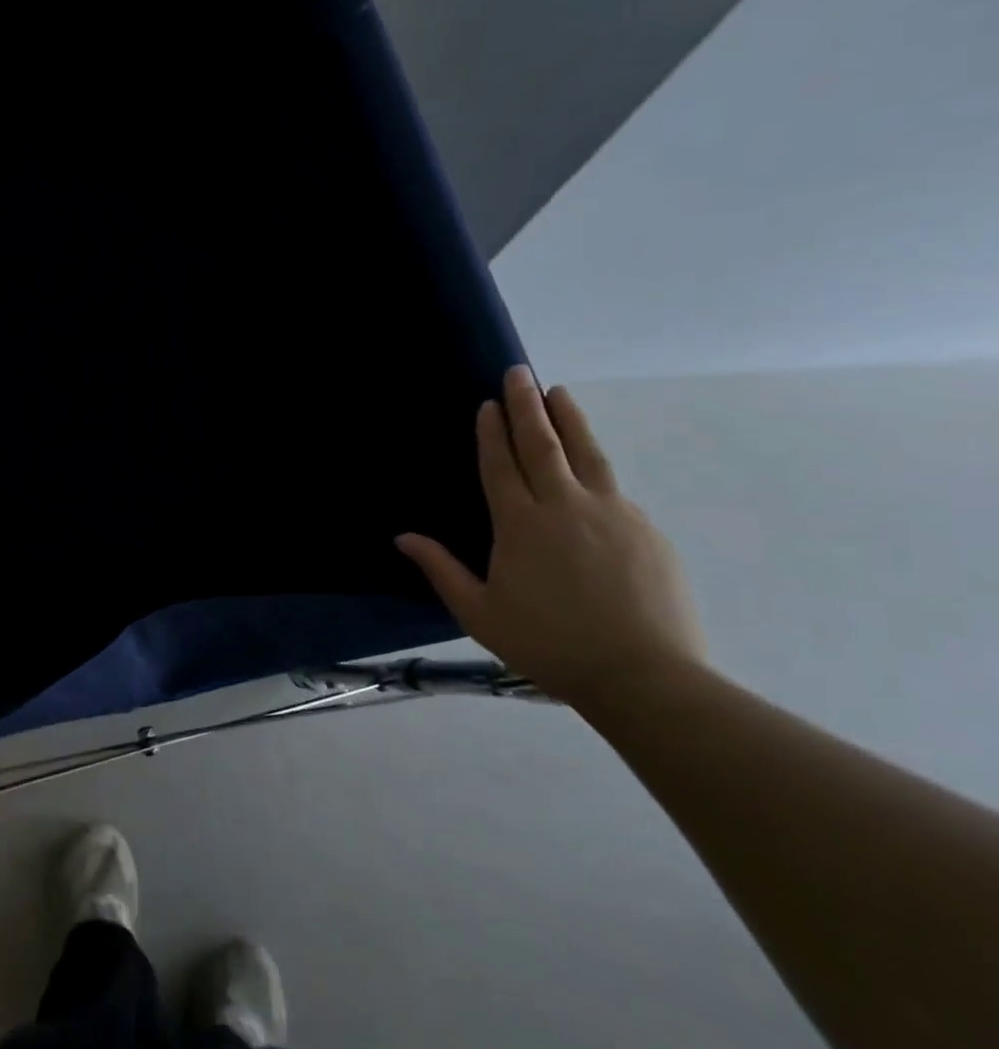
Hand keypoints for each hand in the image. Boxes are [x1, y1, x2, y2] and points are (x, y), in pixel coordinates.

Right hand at [395, 367, 709, 708]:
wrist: (644, 675)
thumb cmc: (548, 643)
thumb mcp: (479, 613)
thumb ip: (441, 569)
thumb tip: (402, 537)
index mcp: (520, 524)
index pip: (500, 465)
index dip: (491, 432)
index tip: (487, 404)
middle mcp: (564, 506)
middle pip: (542, 445)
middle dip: (526, 406)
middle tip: (518, 373)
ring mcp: (612, 513)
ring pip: (585, 453)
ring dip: (568, 419)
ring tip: (558, 391)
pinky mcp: (645, 530)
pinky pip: (612, 486)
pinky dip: (594, 464)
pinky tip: (589, 465)